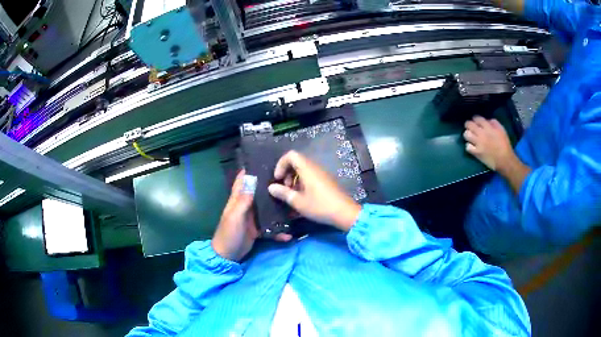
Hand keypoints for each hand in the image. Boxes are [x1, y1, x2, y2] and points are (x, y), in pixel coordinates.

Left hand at [212, 170, 290, 261]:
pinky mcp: (257, 230)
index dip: (250, 170)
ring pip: (266, 209)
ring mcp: (252, 218)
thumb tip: (252, 179)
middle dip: (270, 186)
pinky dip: (278, 230)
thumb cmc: (229, 233)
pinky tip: (288, 234)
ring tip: (293, 204)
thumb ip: (244, 200)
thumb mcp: (235, 216)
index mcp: (237, 200)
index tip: (265, 162)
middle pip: (258, 192)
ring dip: (277, 208)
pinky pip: (270, 227)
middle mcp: (246, 206)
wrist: (228, 255)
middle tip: (287, 180)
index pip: (242, 180)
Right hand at [268, 151, 361, 230]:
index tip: (278, 178)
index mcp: (308, 169)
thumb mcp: (298, 202)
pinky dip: (303, 183)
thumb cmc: (320, 206)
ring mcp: (322, 174)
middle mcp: (315, 168)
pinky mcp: (326, 181)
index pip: (291, 155)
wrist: (345, 213)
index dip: (281, 164)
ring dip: (294, 179)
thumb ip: (283, 193)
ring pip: (304, 170)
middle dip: (287, 173)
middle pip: (297, 162)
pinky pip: (311, 176)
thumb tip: (271, 187)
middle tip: (285, 188)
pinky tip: (302, 197)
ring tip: (292, 194)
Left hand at [463, 116, 515, 171]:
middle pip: (469, 124)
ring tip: (471, 137)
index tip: (476, 122)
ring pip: (466, 135)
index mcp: (488, 127)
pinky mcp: (476, 152)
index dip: (475, 119)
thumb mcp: (502, 130)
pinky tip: (472, 147)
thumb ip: (494, 123)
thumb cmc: (505, 145)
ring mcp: (478, 143)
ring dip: (468, 135)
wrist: (504, 160)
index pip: (477, 118)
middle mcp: (482, 134)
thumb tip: (487, 120)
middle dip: (468, 125)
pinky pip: (467, 147)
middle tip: (471, 128)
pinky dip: (469, 146)